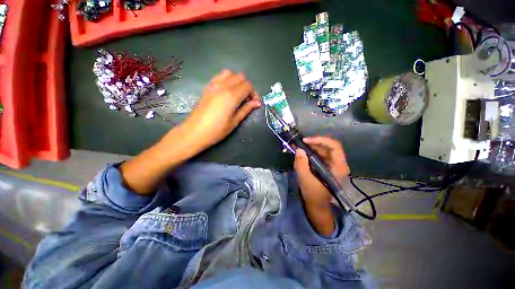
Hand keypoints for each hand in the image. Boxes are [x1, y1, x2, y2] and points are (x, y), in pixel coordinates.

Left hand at [183, 70, 260, 147]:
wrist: (195, 132)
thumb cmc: (217, 130)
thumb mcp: (234, 122)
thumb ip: (246, 109)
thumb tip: (257, 103)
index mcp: (231, 96)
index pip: (248, 86)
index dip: (254, 93)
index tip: (254, 103)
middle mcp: (223, 86)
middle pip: (240, 77)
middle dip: (247, 86)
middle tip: (247, 99)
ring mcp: (213, 85)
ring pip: (230, 73)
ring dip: (237, 81)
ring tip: (237, 94)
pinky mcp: (207, 87)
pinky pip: (219, 76)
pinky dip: (227, 80)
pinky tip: (227, 91)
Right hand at [294, 137, 348, 207]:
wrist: (317, 204)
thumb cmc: (314, 194)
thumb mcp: (305, 180)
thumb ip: (301, 164)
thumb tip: (299, 149)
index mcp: (338, 168)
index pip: (335, 146)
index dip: (320, 140)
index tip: (306, 141)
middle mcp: (339, 163)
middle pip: (329, 146)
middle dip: (314, 142)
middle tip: (300, 142)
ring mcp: (333, 164)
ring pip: (324, 149)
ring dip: (311, 146)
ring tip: (299, 146)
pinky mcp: (327, 165)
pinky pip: (320, 154)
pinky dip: (311, 151)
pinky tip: (302, 152)